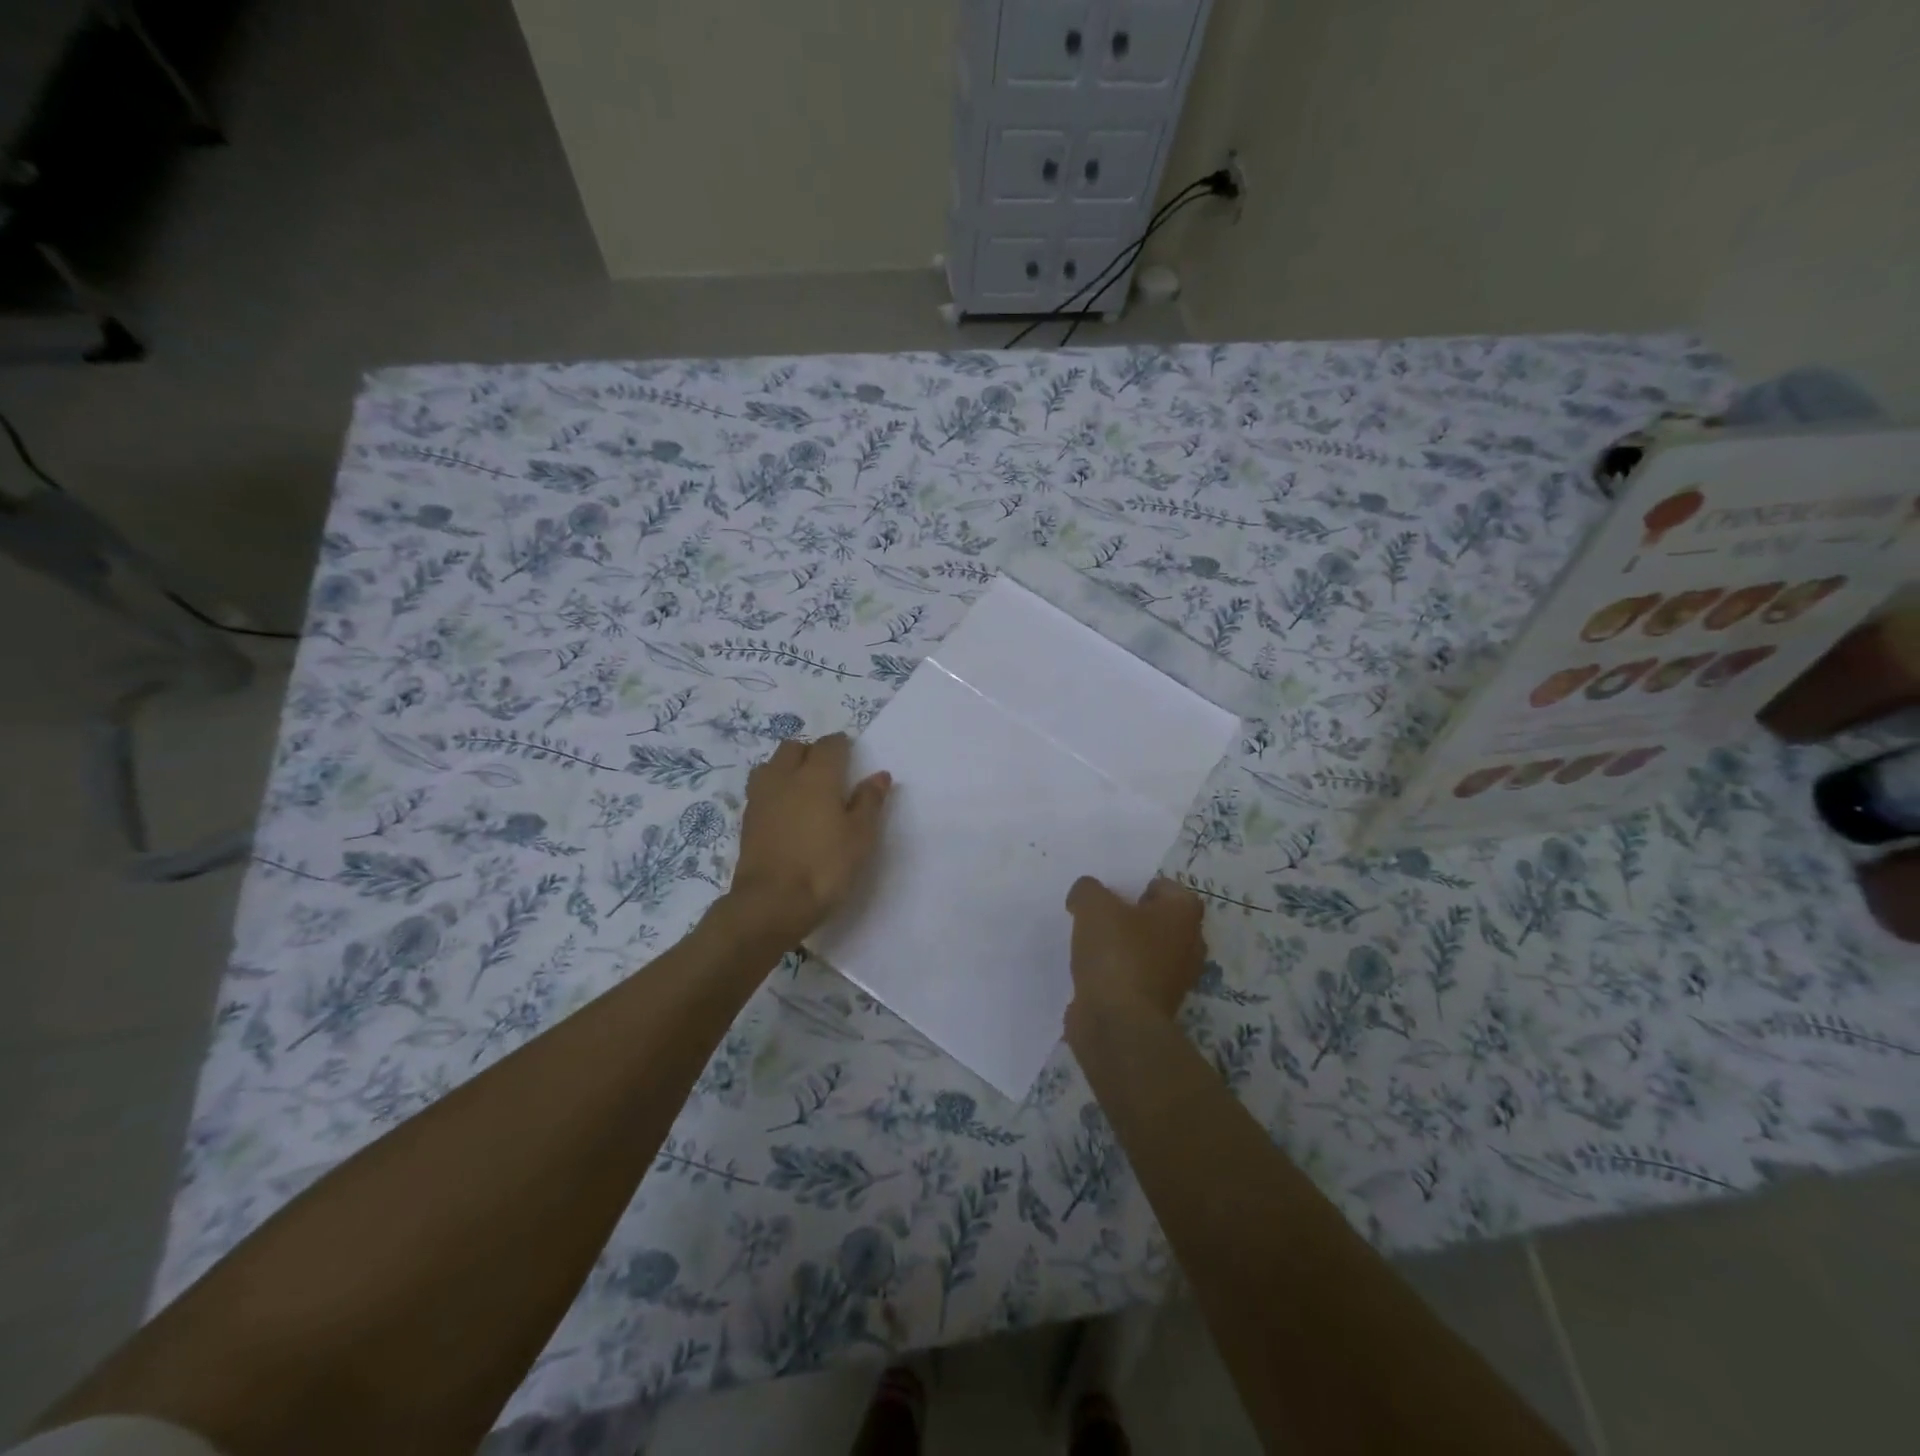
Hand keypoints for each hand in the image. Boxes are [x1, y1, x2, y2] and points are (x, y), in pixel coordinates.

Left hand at [727, 734, 891, 940]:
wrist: (771, 903)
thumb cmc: (825, 867)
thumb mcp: (860, 837)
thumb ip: (869, 802)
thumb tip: (879, 775)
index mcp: (817, 776)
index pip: (829, 745)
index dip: (842, 746)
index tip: (852, 756)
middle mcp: (785, 778)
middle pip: (794, 747)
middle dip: (811, 752)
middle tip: (829, 772)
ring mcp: (761, 797)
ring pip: (771, 765)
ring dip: (787, 767)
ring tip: (802, 788)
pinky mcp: (747, 819)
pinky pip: (761, 789)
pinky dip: (774, 789)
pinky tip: (785, 810)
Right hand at [1064, 876, 1206, 1021]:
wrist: (1117, 1022)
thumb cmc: (1115, 953)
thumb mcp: (1092, 905)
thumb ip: (1088, 890)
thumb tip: (1085, 896)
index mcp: (1184, 916)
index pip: (1168, 889)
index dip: (1140, 887)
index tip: (1114, 894)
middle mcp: (1190, 946)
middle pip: (1161, 922)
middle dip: (1134, 918)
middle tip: (1103, 917)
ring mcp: (1176, 980)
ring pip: (1150, 952)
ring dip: (1126, 948)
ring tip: (1094, 945)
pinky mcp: (1157, 1005)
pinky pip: (1138, 979)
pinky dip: (1120, 975)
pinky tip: (1095, 974)